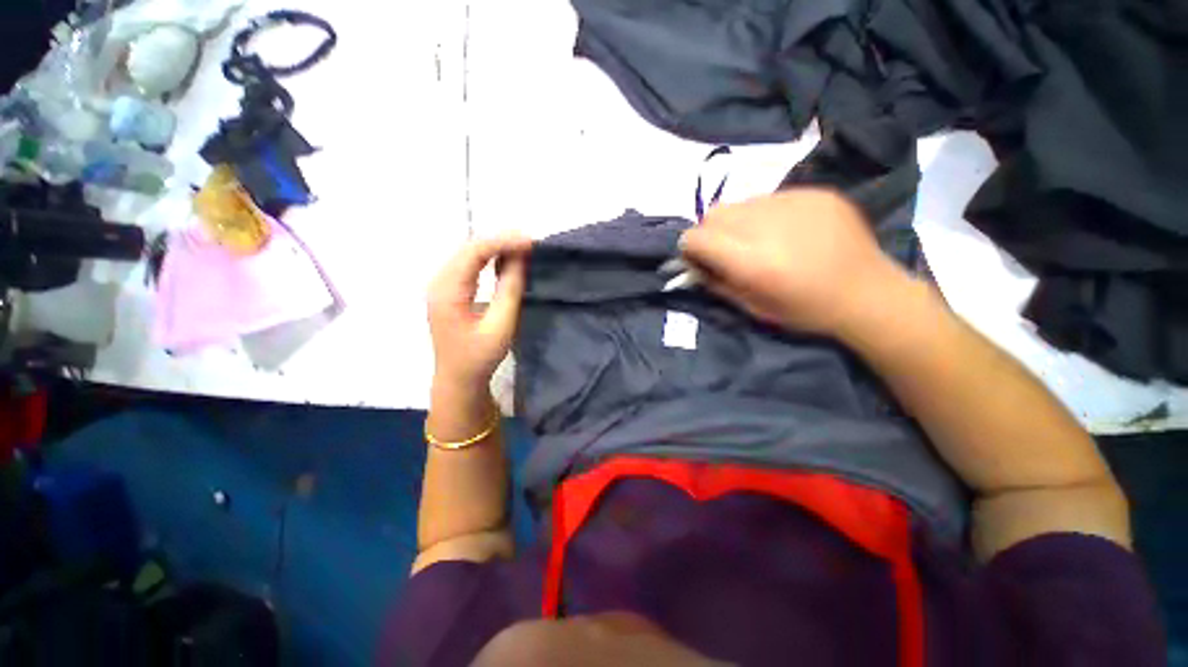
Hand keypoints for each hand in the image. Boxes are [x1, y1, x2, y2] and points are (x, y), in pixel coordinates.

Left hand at [428, 235, 531, 388]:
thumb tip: (520, 258)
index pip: (474, 252)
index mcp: (447, 290)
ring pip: (469, 254)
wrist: (458, 379)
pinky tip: (506, 260)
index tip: (531, 241)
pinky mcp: (449, 291)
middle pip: (469, 248)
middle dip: (501, 241)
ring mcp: (442, 286)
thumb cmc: (479, 357)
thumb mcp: (500, 325)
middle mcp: (439, 282)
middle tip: (530, 243)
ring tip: (523, 248)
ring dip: (496, 248)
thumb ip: (509, 289)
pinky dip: (489, 259)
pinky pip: (469, 265)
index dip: (503, 242)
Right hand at [680, 189, 911, 337]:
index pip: (696, 237)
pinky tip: (786, 231)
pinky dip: (766, 214)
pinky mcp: (814, 193)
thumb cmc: (804, 310)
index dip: (690, 248)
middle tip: (726, 249)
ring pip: (741, 203)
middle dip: (710, 232)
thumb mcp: (751, 307)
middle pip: (714, 213)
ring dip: (738, 222)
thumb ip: (716, 283)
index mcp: (751, 261)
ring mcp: (793, 202)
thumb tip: (694, 266)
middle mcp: (766, 224)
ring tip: (758, 240)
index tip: (697, 258)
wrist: (867, 293)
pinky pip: (771, 197)